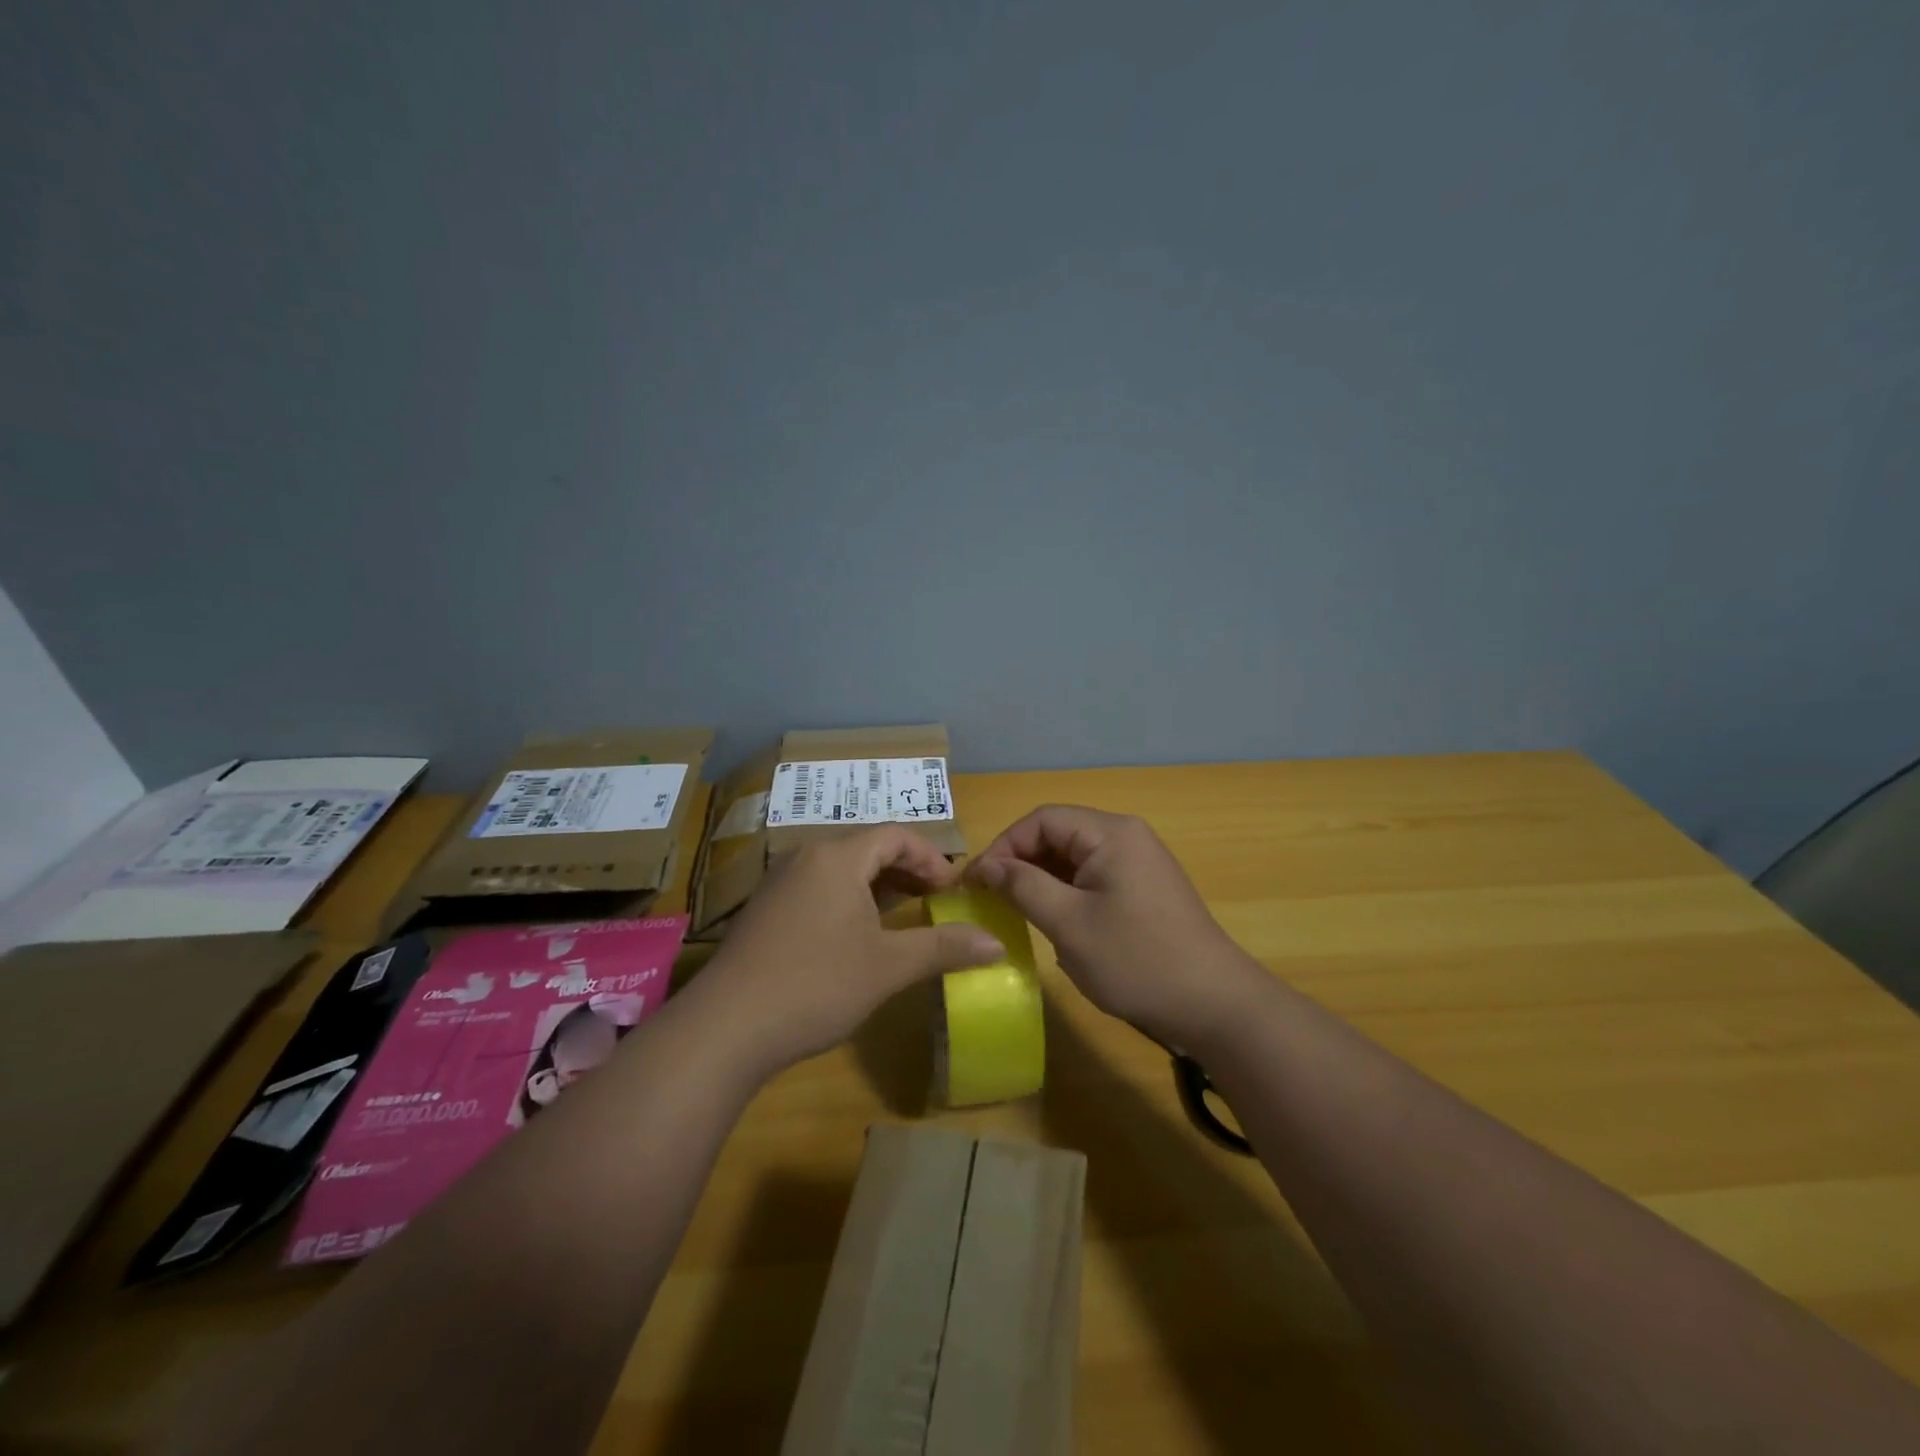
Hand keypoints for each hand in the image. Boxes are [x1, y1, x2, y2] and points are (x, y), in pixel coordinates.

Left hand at [699, 826, 1004, 1073]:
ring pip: (841, 869)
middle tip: (935, 900)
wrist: (726, 1027)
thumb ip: (944, 947)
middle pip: (867, 847)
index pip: (895, 836)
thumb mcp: (888, 966)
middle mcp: (806, 856)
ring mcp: (779, 882)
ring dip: (877, 886)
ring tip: (903, 916)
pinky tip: (856, 935)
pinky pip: (818, 887)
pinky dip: (848, 899)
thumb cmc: (816, 984)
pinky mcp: (765, 909)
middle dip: (907, 870)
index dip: (931, 858)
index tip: (953, 889)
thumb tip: (996, 944)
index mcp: (837, 856)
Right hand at [969, 805, 1261, 1050]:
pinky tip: (1055, 924)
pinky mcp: (1144, 889)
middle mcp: (1126, 837)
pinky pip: (1093, 877)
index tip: (977, 882)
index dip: (1004, 845)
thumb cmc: (1137, 960)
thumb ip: (1023, 886)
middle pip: (1058, 834)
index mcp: (1110, 833)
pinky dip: (1066, 893)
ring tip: (1017, 912)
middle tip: (991, 899)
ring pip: (1074, 858)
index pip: (1042, 819)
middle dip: (1021, 862)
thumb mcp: (1069, 924)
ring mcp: (1139, 863)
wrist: (1215, 1005)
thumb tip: (986, 865)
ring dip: (1042, 880)